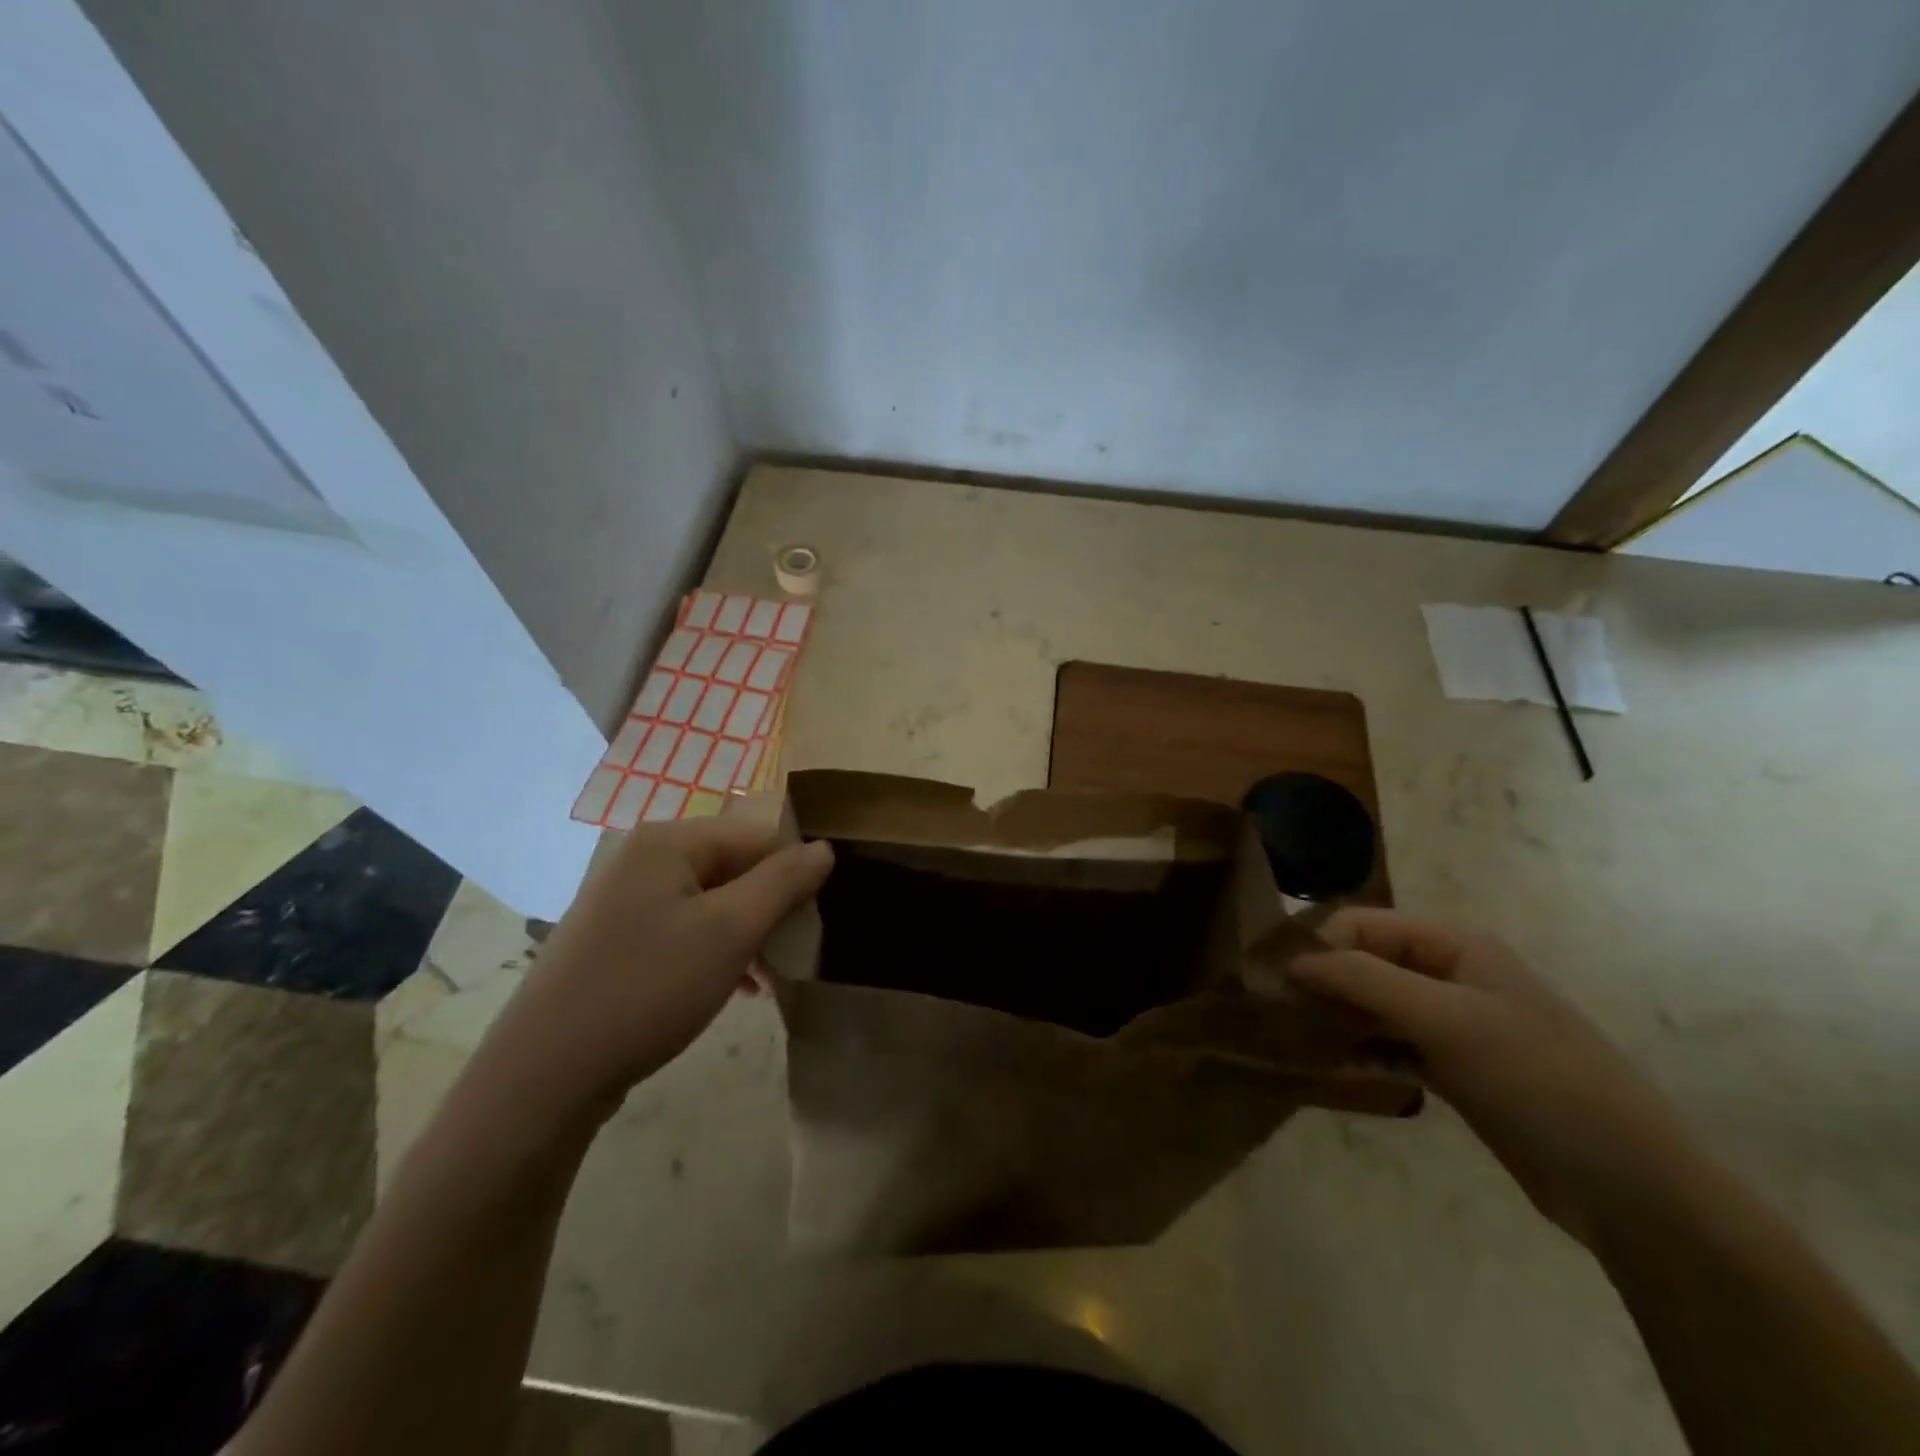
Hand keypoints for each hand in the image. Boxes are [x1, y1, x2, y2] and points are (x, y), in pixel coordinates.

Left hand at [497, 816, 832, 1116]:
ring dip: (748, 933)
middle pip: (733, 867)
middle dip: (771, 907)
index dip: (795, 870)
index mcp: (669, 842)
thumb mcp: (731, 931)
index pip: (757, 835)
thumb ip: (783, 882)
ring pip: (711, 902)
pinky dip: (716, 951)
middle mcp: (643, 858)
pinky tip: (737, 987)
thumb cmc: (649, 987)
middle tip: (797, 951)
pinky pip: (683, 930)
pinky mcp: (615, 941)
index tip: (818, 916)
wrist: (544, 1075)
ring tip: (772, 977)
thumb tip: (823, 848)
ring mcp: (623, 901)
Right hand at [1289, 909, 1699, 1244]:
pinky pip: (1391, 1045)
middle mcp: (1451, 975)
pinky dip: (1360, 1050)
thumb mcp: (1447, 1020)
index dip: (1317, 944)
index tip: (1274, 980)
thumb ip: (1365, 980)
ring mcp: (1455, 1024)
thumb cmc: (1538, 1081)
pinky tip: (1330, 1065)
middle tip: (1273, 1012)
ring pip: (1374, 1005)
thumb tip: (1293, 961)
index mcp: (1456, 946)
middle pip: (1365, 962)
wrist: (1632, 1188)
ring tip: (1291, 1039)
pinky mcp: (1455, 1068)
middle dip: (1321, 981)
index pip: (1363, 924)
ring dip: (1335, 1017)